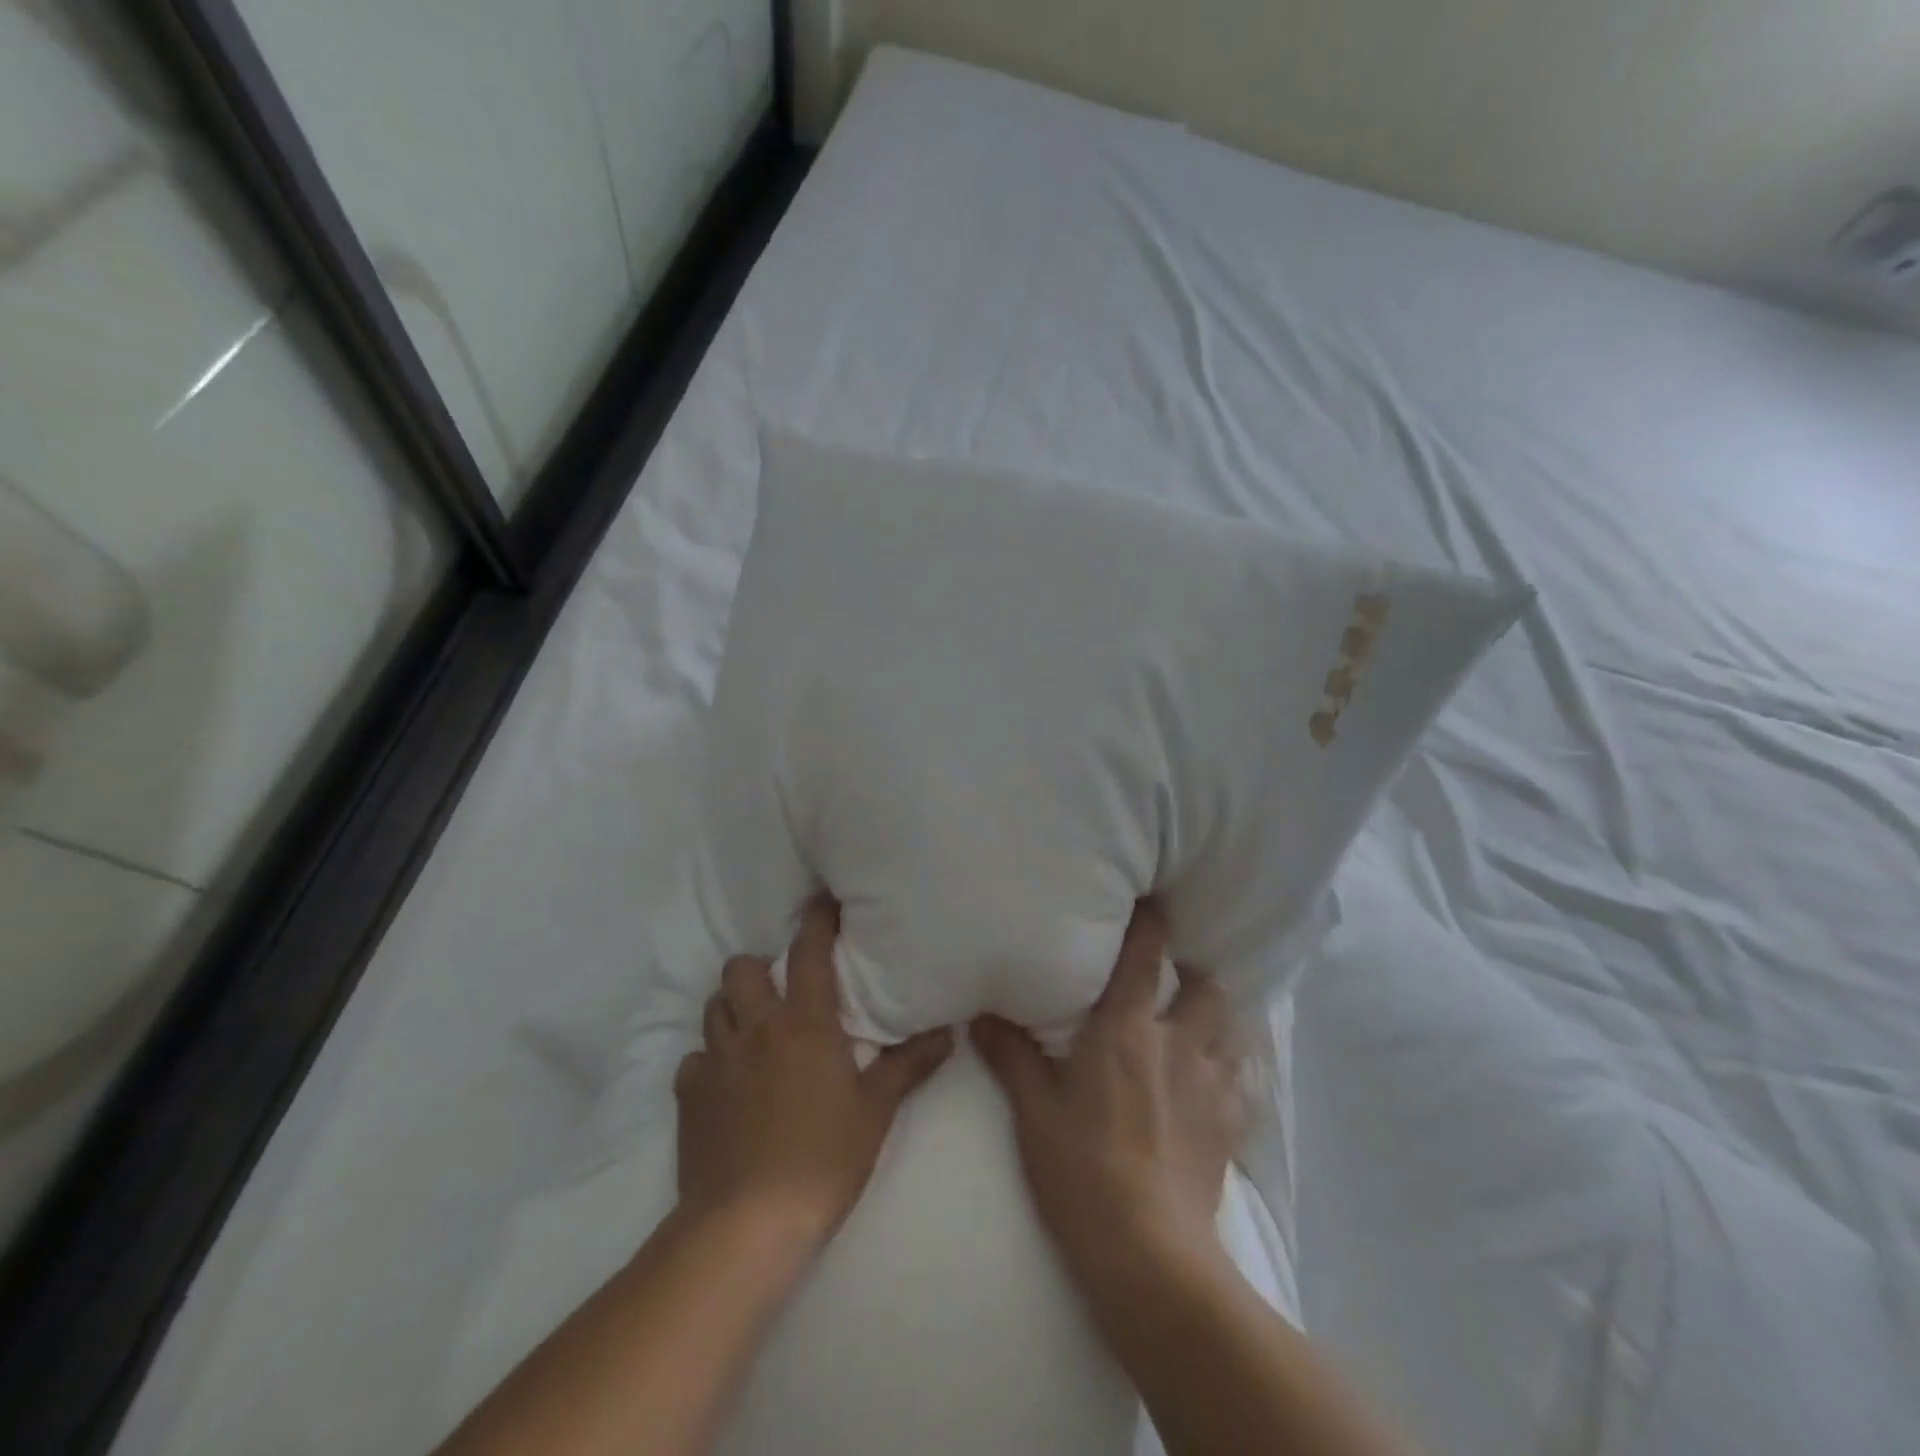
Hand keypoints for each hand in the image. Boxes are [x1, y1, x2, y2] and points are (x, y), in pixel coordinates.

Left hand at [675, 896, 954, 1250]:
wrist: (747, 1224)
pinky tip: (726, 1084)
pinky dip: (709, 1061)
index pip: (809, 953)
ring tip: (754, 1031)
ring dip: (732, 1008)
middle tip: (779, 990)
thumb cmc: (823, 1159)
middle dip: (758, 968)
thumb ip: (909, 1065)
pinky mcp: (688, 1096)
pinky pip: (694, 1059)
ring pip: (714, 1007)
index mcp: (804, 1024)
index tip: (823, 900)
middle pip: (741, 969)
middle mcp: (756, 1028)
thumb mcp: (875, 1111)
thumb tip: (948, 1031)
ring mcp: (715, 1060)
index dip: (817, 920)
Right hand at [972, 902, 1244, 1278]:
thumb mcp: (1034, 1110)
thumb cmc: (1081, 1168)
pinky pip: (1242, 1083)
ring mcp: (1211, 1083)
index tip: (1152, 901)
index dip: (1152, 921)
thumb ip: (1011, 1055)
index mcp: (1126, 1028)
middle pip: (1205, 986)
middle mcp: (1177, 1042)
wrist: (1148, 1252)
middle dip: (1192, 976)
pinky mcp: (1231, 1125)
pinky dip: (1231, 1073)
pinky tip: (1212, 1087)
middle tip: (1170, 983)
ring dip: (1215, 1021)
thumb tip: (981, 1015)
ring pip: (1231, 1029)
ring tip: (1193, 1029)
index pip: (1147, 955)